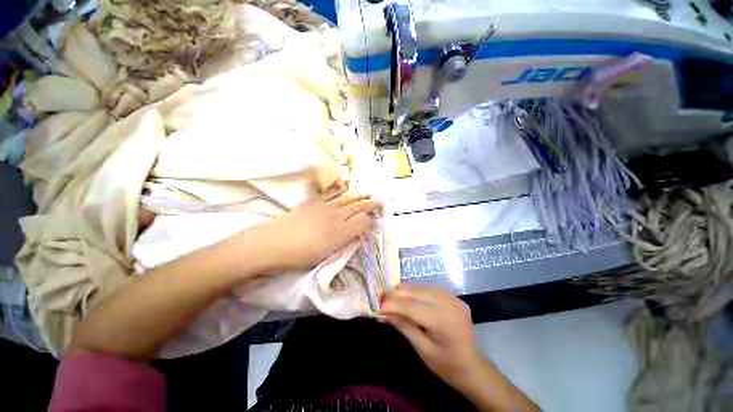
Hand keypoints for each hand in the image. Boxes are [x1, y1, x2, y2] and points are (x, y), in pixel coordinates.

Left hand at [252, 191, 381, 272]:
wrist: (271, 243)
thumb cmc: (300, 255)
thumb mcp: (327, 253)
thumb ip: (346, 241)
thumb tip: (359, 232)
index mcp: (340, 230)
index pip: (362, 221)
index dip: (370, 220)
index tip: (376, 222)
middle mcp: (335, 215)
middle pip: (357, 206)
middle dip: (370, 204)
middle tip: (381, 202)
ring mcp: (323, 207)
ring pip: (347, 198)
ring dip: (359, 195)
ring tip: (368, 193)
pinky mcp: (312, 203)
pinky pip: (330, 193)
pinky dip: (340, 190)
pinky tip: (344, 188)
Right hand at [380, 285, 480, 388]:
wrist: (472, 366)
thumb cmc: (446, 365)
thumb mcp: (422, 349)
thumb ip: (403, 326)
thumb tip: (383, 312)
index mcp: (444, 321)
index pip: (412, 307)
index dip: (393, 304)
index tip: (378, 304)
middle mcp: (449, 303)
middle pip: (416, 292)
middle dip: (396, 294)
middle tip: (381, 298)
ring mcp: (453, 297)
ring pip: (421, 287)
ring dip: (404, 291)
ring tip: (391, 296)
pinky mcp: (453, 295)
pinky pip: (428, 288)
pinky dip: (415, 291)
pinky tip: (406, 296)